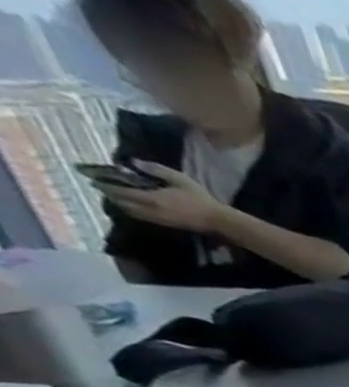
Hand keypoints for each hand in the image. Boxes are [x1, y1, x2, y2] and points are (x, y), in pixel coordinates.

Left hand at [95, 161, 230, 232]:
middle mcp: (150, 210)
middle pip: (122, 203)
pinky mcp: (165, 224)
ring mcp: (158, 219)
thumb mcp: (179, 178)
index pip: (121, 191)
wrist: (217, 221)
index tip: (93, 178)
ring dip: (120, 204)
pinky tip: (132, 205)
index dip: (105, 185)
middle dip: (110, 195)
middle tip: (102, 187)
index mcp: (151, 198)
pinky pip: (141, 216)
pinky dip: (132, 210)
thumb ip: (155, 169)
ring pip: (130, 211)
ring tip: (115, 196)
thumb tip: (133, 162)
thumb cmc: (199, 198)